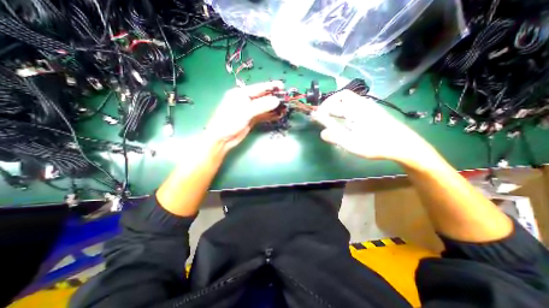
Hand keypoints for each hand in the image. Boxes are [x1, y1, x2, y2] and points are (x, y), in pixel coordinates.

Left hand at [205, 81, 282, 151]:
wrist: (222, 138)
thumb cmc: (229, 121)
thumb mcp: (245, 111)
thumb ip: (261, 105)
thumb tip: (276, 101)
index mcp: (241, 94)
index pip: (258, 88)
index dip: (270, 87)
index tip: (282, 86)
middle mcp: (245, 100)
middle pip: (262, 97)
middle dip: (274, 97)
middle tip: (286, 98)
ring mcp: (249, 111)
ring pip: (264, 107)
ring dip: (273, 107)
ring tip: (285, 107)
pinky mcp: (251, 119)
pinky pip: (263, 115)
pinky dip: (270, 115)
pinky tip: (278, 115)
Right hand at [314, 89, 438, 165]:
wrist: (404, 145)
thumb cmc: (377, 144)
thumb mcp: (353, 143)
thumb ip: (335, 137)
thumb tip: (322, 133)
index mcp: (356, 109)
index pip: (336, 100)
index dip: (323, 107)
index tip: (315, 116)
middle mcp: (361, 105)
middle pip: (341, 99)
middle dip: (328, 106)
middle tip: (321, 117)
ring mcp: (367, 109)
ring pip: (347, 104)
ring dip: (335, 109)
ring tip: (328, 120)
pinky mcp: (370, 114)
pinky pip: (352, 109)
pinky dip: (343, 113)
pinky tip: (342, 123)